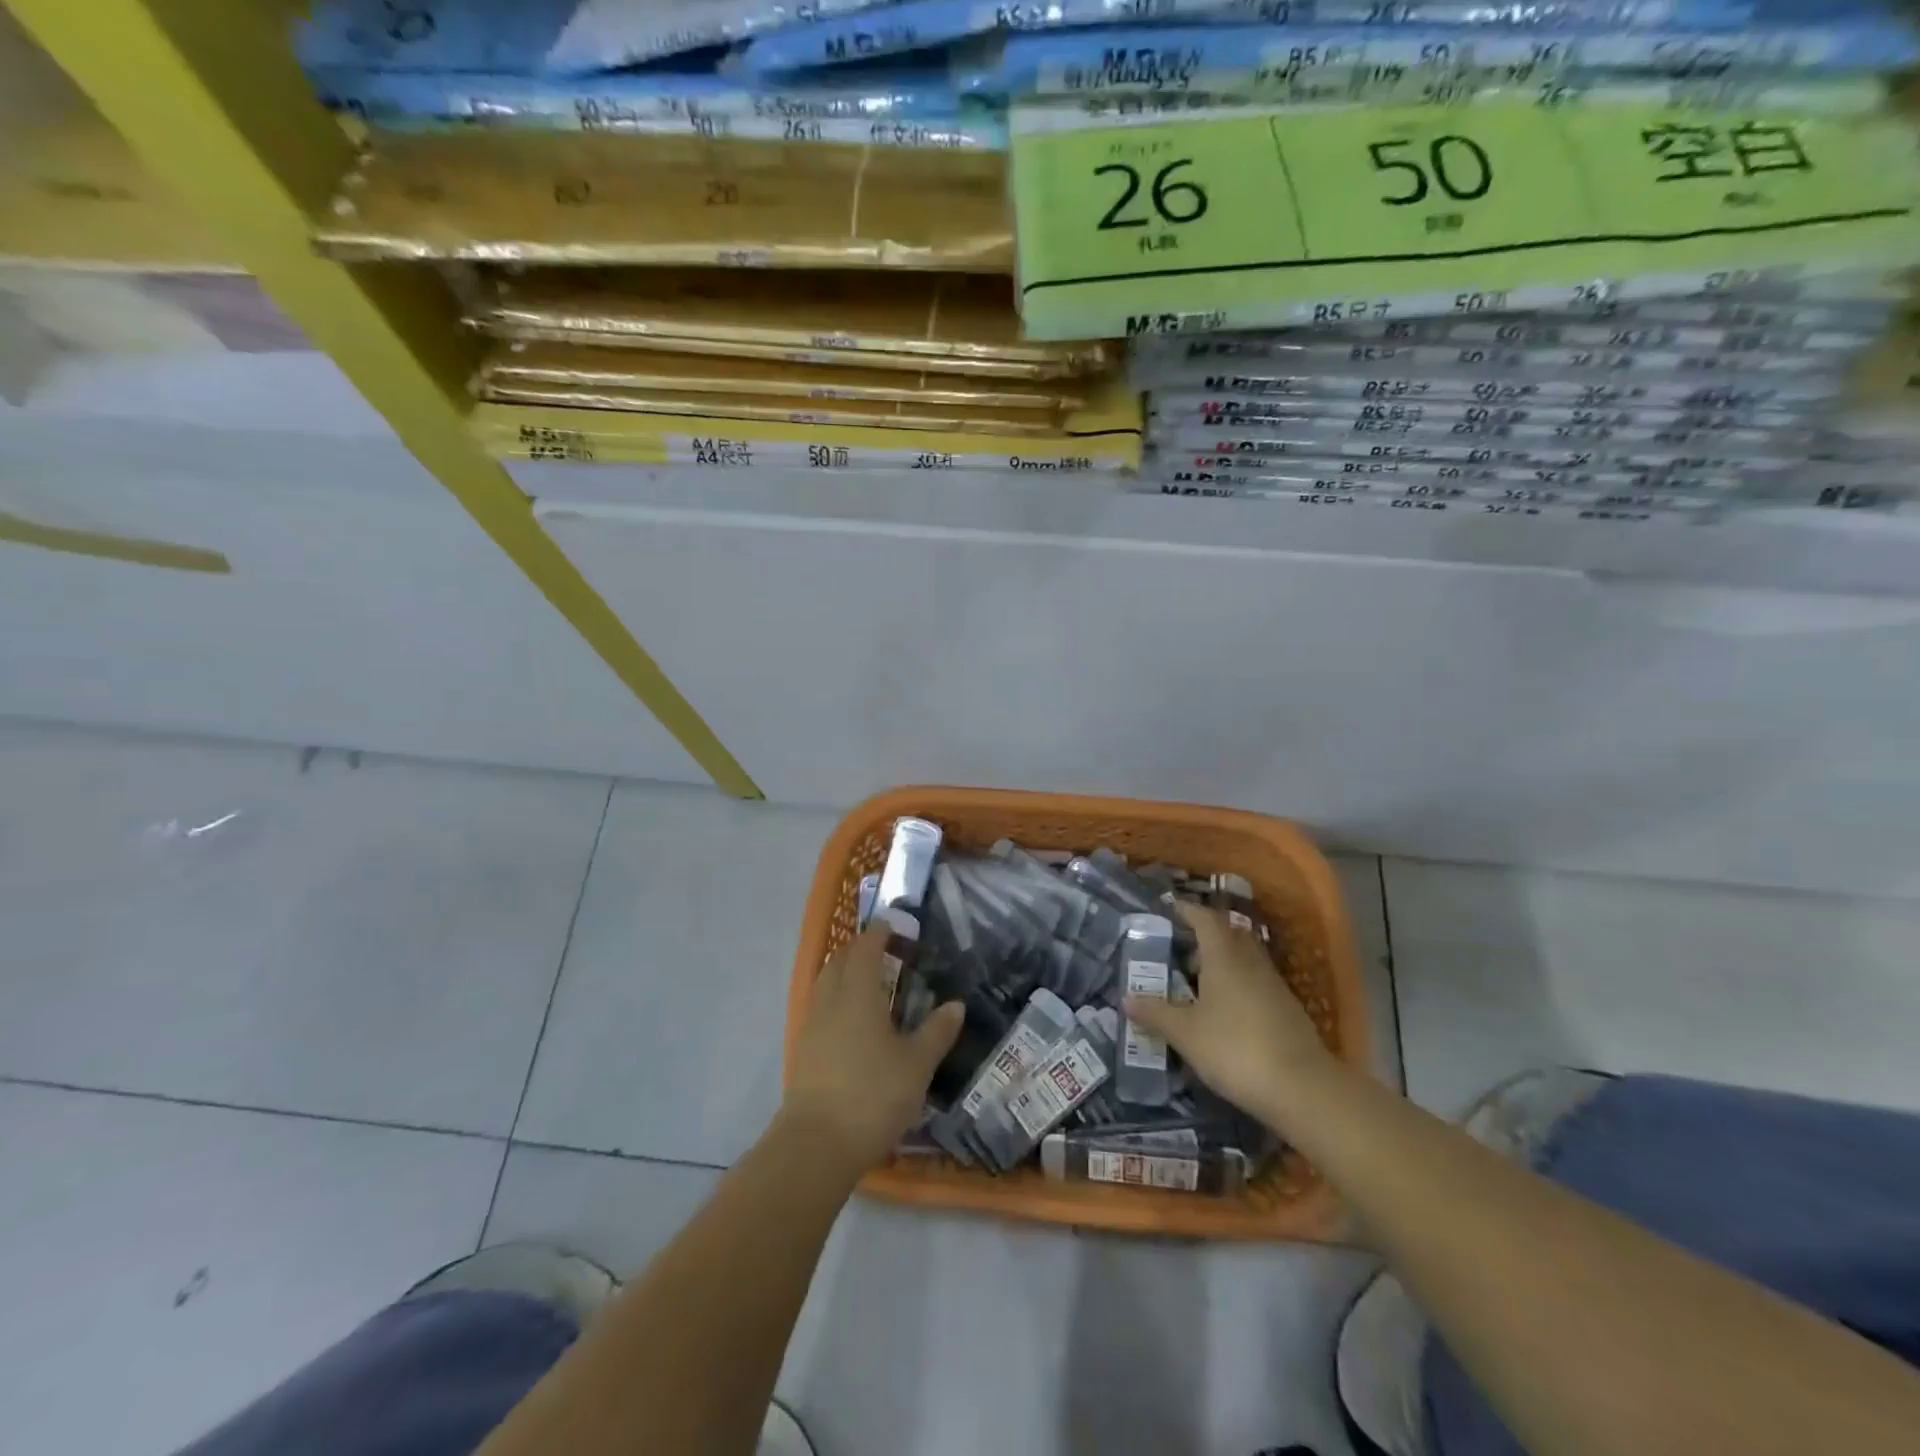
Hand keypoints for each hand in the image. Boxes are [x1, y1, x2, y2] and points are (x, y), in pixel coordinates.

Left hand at [782, 919, 963, 1175]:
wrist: (815, 1145)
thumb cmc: (872, 1095)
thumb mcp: (916, 1065)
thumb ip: (937, 1032)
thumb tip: (956, 1005)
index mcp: (858, 992)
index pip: (867, 948)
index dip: (880, 933)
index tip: (894, 925)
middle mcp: (830, 999)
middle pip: (841, 960)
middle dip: (860, 949)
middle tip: (886, 952)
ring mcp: (812, 1024)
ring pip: (826, 982)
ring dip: (845, 972)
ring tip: (870, 982)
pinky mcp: (803, 1049)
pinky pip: (820, 1006)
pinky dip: (836, 998)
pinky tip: (852, 1020)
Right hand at [1125, 902, 1333, 1127]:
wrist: (1303, 1089)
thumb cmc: (1235, 1049)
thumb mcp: (1186, 1034)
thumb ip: (1155, 1013)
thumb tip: (1126, 998)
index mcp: (1224, 956)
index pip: (1204, 919)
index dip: (1186, 910)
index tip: (1167, 909)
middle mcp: (1251, 961)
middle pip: (1227, 935)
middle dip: (1203, 936)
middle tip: (1177, 948)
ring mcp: (1273, 985)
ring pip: (1243, 959)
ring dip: (1220, 962)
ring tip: (1193, 981)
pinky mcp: (1286, 1010)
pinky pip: (1254, 982)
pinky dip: (1235, 985)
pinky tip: (1221, 1011)